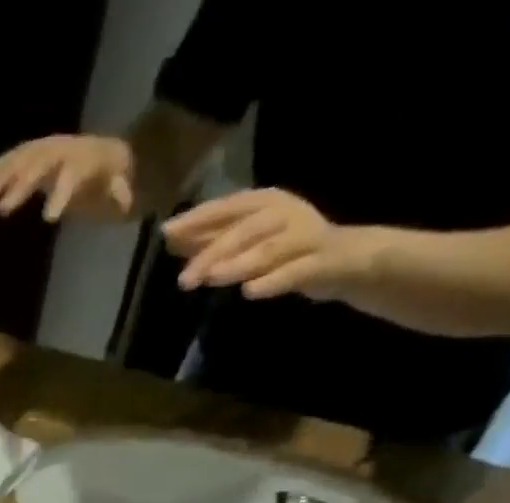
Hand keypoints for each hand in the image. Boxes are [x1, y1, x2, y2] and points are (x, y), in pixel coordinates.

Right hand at [0, 135, 136, 222]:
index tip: (49, 219)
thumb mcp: (121, 185)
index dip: (61, 194)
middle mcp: (60, 150)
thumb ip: (121, 191)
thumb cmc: (111, 176)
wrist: (104, 153)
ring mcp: (44, 150)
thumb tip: (126, 200)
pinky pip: (11, 160)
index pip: (70, 175)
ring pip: (20, 159)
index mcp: (82, 159)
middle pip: (37, 165)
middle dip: (18, 186)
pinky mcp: (32, 155)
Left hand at [163, 188, 379, 300]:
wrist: (343, 261)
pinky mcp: (319, 262)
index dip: (197, 219)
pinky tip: (249, 292)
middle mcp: (284, 213)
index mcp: (265, 203)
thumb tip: (172, 241)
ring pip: (267, 249)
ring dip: (238, 264)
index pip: (226, 207)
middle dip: (212, 252)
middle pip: (244, 230)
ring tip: (212, 278)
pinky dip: (271, 282)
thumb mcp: (247, 242)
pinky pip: (293, 272)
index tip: (166, 233)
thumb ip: (213, 240)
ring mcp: (304, 236)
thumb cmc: (285, 251)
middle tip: (184, 280)